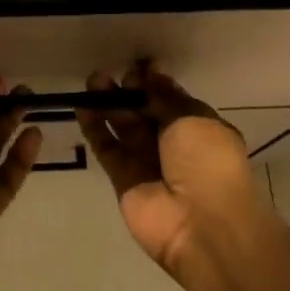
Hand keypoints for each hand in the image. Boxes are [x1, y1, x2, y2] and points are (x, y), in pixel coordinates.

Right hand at [77, 61, 261, 275]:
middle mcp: (173, 145)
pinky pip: (107, 148)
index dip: (155, 82)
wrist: (203, 225)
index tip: (139, 65)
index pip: (172, 99)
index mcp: (199, 128)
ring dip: (108, 104)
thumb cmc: (208, 163)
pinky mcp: (123, 180)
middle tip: (111, 73)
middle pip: (145, 111)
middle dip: (129, 90)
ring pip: (123, 127)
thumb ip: (166, 97)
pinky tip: (82, 106)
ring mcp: (147, 163)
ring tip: (92, 81)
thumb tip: (153, 74)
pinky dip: (95, 128)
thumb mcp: (193, 119)